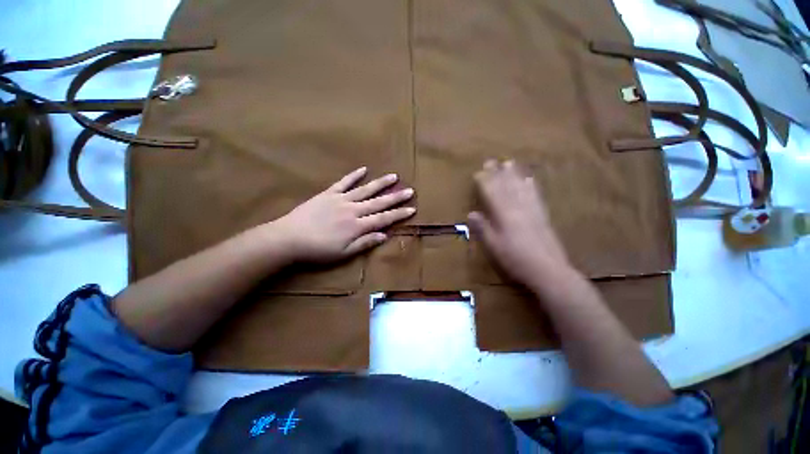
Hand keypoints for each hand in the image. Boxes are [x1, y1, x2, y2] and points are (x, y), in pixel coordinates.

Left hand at [271, 167, 414, 262]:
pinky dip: (354, 175)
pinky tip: (363, 169)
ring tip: (394, 176)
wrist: (289, 238)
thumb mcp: (344, 253)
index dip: (399, 214)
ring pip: (365, 190)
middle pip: (378, 202)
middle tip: (410, 190)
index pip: (384, 219)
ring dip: (380, 183)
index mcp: (357, 226)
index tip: (412, 209)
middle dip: (396, 197)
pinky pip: (343, 182)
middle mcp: (353, 210)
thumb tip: (384, 235)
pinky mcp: (328, 193)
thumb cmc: (318, 250)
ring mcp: (341, 199)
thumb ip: (365, 243)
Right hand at [468, 160, 572, 288]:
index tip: (478, 171)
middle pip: (506, 186)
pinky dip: (531, 185)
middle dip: (497, 173)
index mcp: (504, 214)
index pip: (492, 193)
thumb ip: (483, 228)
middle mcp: (518, 207)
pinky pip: (535, 195)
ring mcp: (532, 210)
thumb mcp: (493, 245)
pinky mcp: (542, 215)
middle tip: (491, 161)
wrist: (548, 269)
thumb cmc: (515, 258)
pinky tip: (530, 179)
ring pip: (521, 187)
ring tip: (509, 163)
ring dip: (514, 174)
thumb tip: (472, 213)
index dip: (485, 181)